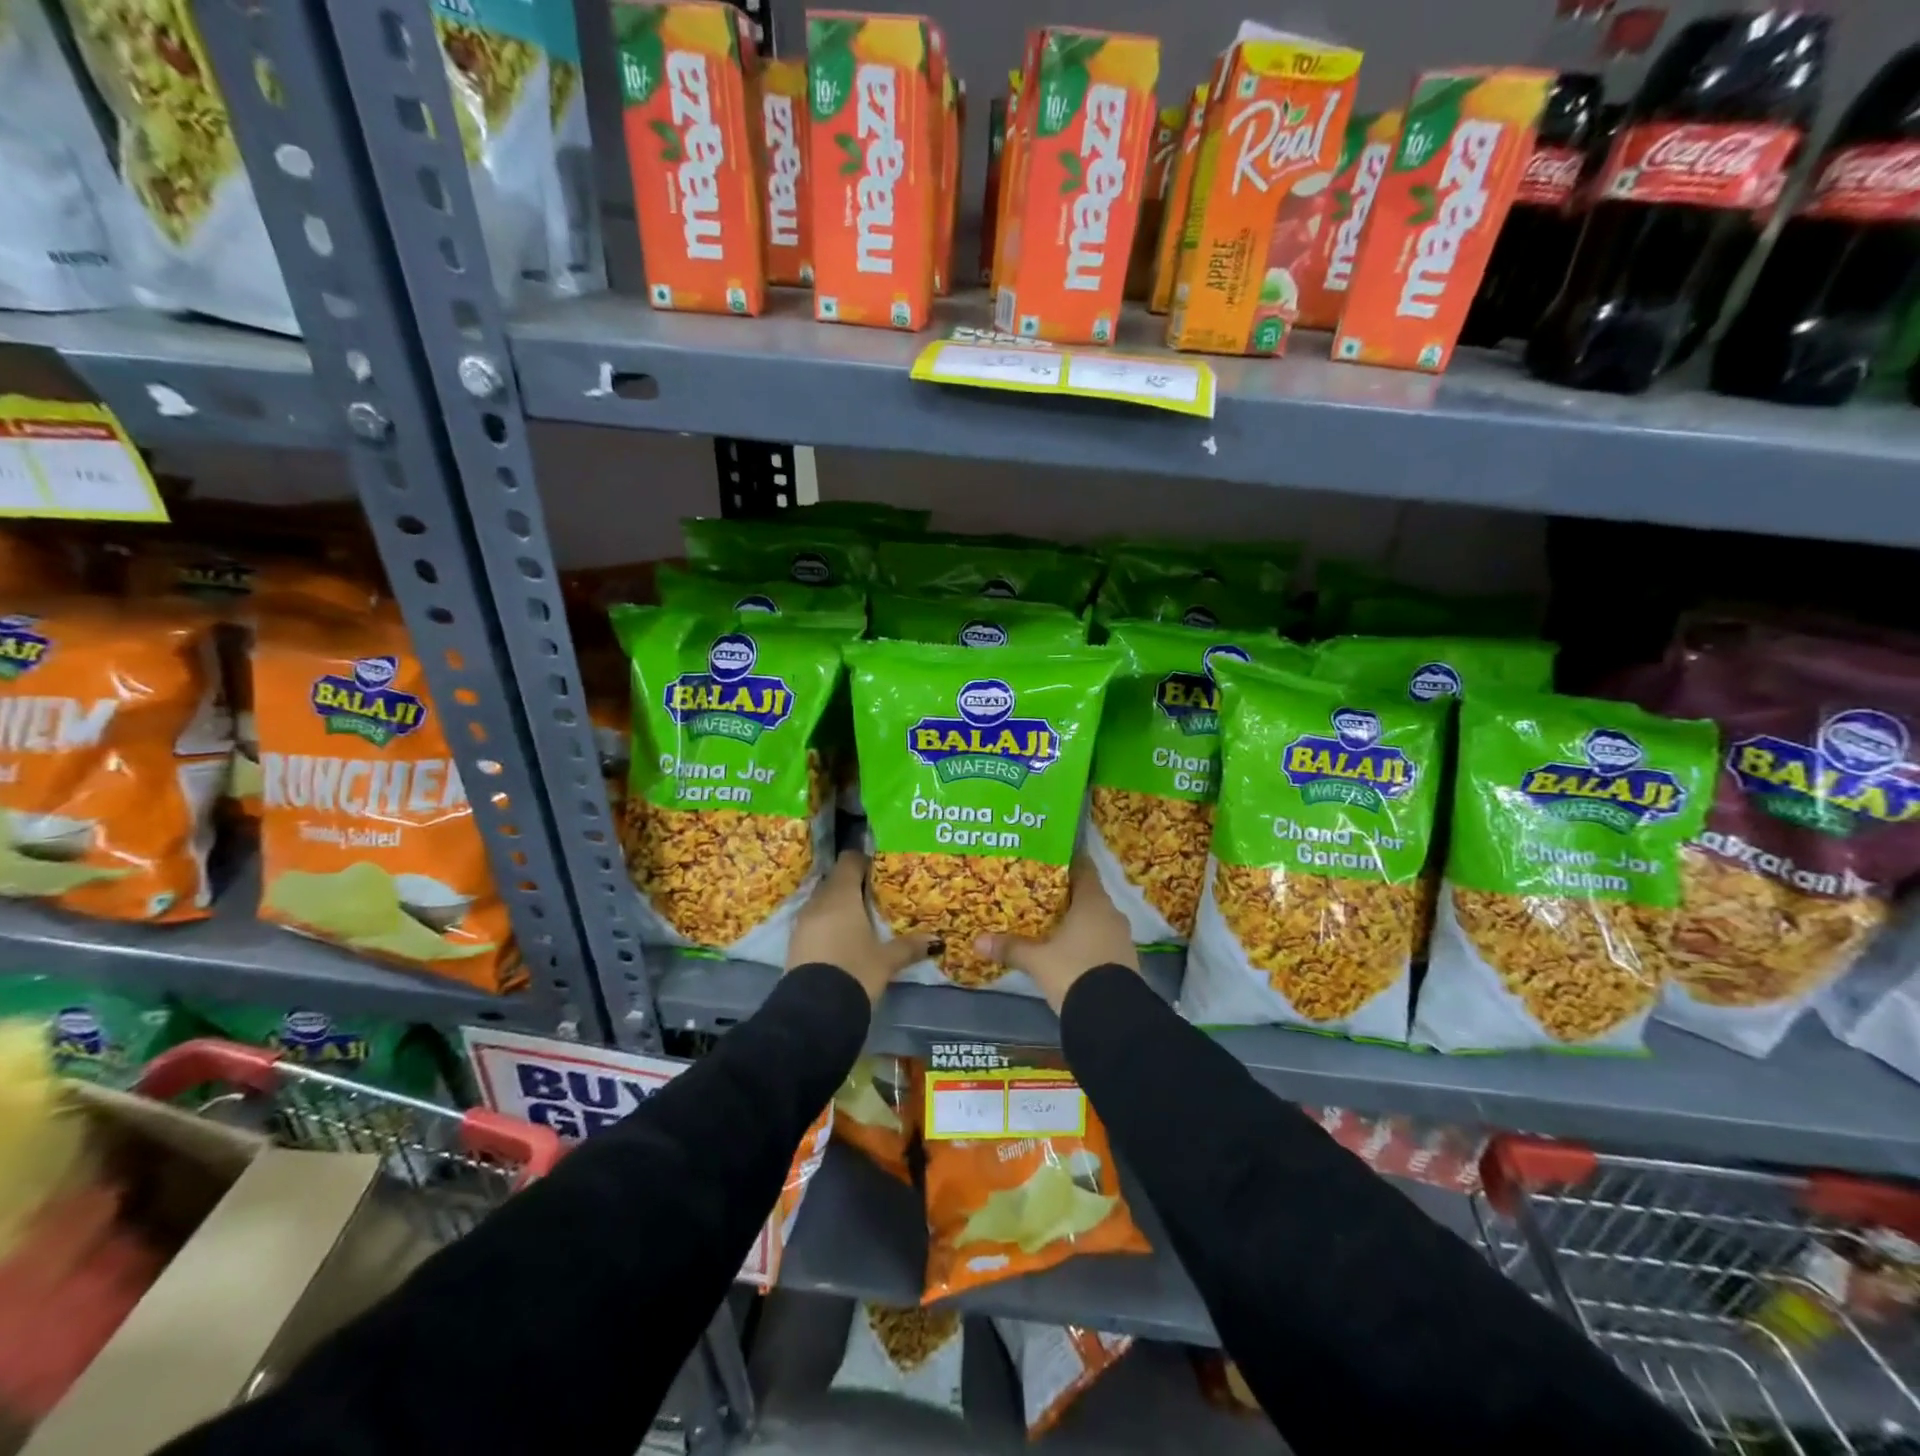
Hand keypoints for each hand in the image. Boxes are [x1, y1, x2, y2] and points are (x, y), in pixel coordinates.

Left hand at [787, 849, 932, 1004]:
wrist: (814, 1012)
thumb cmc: (855, 972)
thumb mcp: (887, 960)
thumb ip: (910, 946)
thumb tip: (936, 940)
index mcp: (841, 895)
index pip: (850, 861)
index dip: (864, 860)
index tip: (880, 868)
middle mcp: (818, 901)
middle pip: (836, 880)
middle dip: (854, 884)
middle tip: (876, 894)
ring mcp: (802, 921)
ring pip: (823, 900)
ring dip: (839, 904)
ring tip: (861, 917)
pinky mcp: (795, 941)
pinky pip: (814, 920)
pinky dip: (828, 922)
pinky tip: (843, 937)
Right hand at [973, 856, 1138, 1011]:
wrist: (1113, 1019)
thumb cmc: (1074, 972)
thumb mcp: (1037, 961)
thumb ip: (1010, 947)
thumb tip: (977, 941)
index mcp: (1093, 902)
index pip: (1083, 868)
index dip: (1066, 861)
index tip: (1048, 857)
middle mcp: (1111, 913)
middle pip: (1087, 894)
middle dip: (1064, 894)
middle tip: (1037, 891)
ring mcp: (1122, 938)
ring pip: (1095, 919)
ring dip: (1076, 920)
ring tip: (1049, 921)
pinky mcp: (1125, 961)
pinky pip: (1102, 940)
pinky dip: (1085, 940)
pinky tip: (1067, 949)